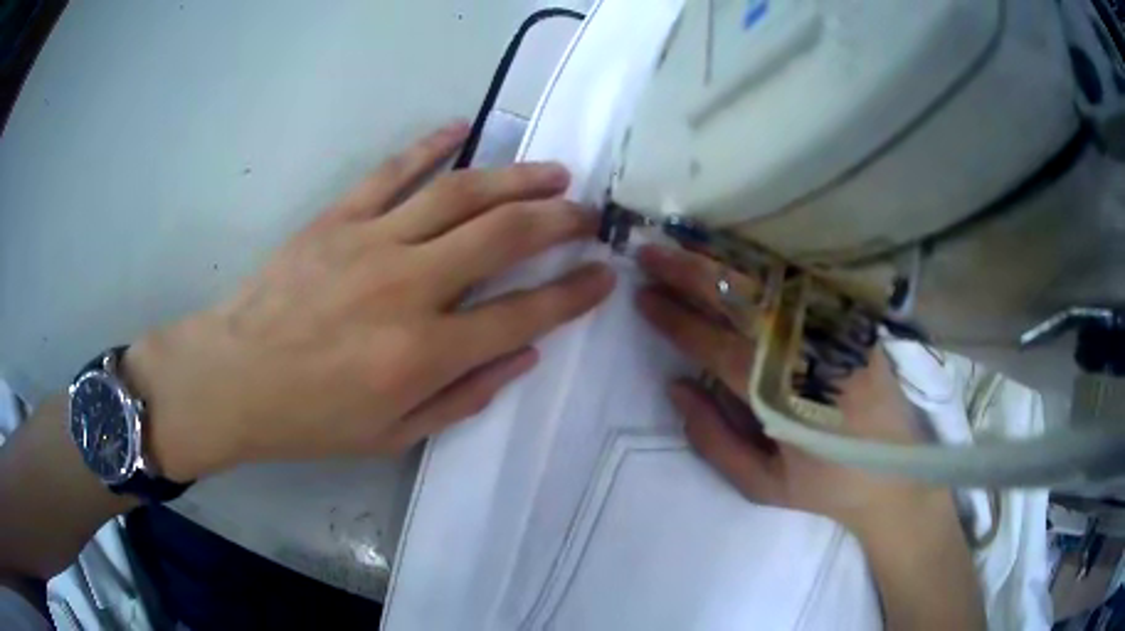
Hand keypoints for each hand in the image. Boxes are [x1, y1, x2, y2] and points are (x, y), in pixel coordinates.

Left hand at [125, 121, 615, 481]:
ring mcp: (372, 242)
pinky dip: (432, 144)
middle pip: (504, 236)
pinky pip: (394, 170)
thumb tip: (524, 354)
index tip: (604, 276)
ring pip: (461, 193)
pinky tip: (464, 127)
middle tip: (590, 214)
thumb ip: (464, 396)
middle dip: (560, 221)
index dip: (574, 294)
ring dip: (517, 177)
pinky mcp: (338, 217)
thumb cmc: (311, 419)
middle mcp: (409, 287)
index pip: (524, 314)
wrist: (233, 378)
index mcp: (425, 354)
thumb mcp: (393, 435)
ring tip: (554, 171)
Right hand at [635, 244, 952, 536]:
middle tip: (648, 253)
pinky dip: (761, 265)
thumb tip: (677, 387)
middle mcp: (806, 352)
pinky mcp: (851, 321)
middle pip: (741, 301)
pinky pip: (799, 284)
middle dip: (688, 273)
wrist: (896, 473)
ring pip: (769, 283)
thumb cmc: (825, 485)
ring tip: (681, 243)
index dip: (675, 320)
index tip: (642, 297)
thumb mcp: (762, 485)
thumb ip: (714, 440)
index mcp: (780, 398)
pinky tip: (735, 254)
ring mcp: (832, 330)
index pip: (716, 345)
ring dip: (721, 260)